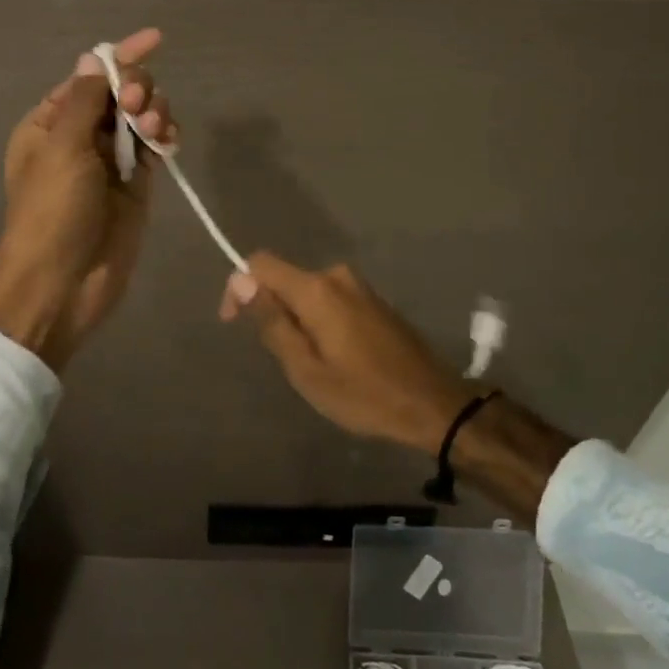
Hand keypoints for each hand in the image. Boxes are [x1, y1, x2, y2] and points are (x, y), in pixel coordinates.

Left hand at [0, 27, 175, 370]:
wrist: (61, 285)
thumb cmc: (51, 212)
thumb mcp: (61, 148)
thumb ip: (85, 99)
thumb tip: (95, 56)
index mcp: (50, 123)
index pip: (90, 77)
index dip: (121, 56)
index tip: (155, 39)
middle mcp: (80, 137)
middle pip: (120, 93)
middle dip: (136, 88)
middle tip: (137, 107)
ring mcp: (110, 162)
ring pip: (141, 118)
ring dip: (153, 112)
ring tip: (153, 129)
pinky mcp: (136, 185)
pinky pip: (155, 147)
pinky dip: (164, 136)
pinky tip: (168, 139)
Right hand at [219, 253, 476, 454]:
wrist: (434, 404)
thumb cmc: (364, 394)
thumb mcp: (306, 369)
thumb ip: (272, 322)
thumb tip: (241, 281)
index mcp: (317, 289)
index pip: (261, 264)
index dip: (239, 286)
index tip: (234, 322)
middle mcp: (337, 276)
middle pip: (285, 279)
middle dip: (272, 310)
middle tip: (283, 359)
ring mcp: (359, 286)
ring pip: (308, 292)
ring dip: (297, 319)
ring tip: (310, 364)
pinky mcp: (374, 300)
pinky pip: (330, 299)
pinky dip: (318, 320)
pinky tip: (334, 356)